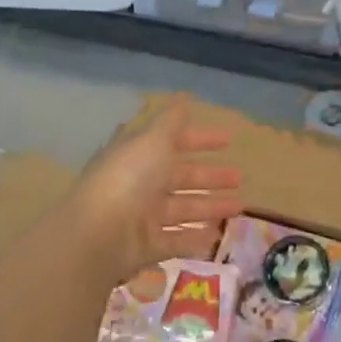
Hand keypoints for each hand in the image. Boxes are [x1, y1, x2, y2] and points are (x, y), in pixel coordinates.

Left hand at [72, 96, 245, 277]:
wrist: (99, 234)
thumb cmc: (129, 178)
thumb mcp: (153, 139)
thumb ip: (171, 120)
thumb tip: (184, 95)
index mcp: (140, 154)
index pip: (174, 141)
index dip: (200, 139)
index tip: (229, 140)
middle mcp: (142, 183)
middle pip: (182, 177)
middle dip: (211, 176)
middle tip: (239, 177)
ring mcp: (144, 216)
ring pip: (184, 208)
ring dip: (211, 206)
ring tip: (240, 206)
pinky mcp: (149, 245)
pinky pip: (178, 239)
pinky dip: (196, 237)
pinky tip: (218, 234)